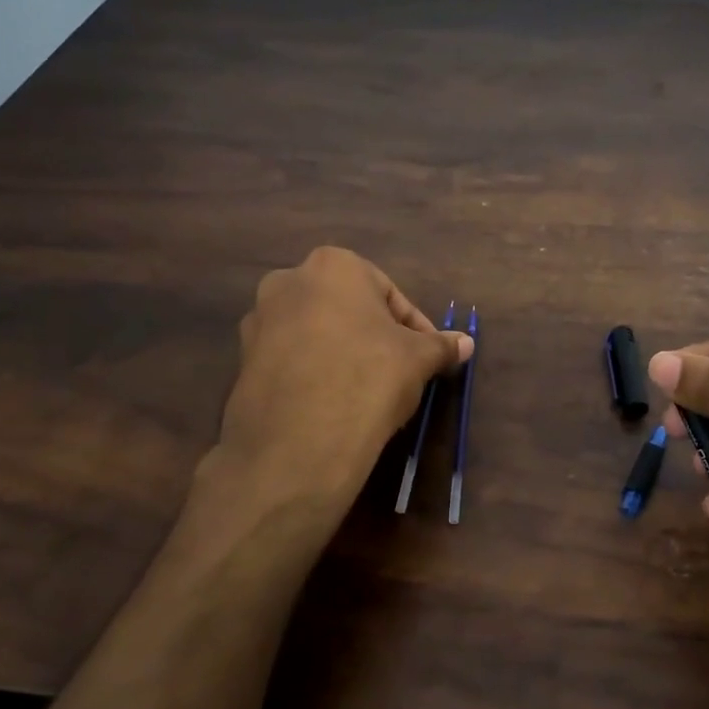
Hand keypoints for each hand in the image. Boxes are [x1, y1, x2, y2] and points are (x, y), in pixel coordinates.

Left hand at [215, 247, 470, 498]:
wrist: (298, 442)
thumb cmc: (368, 378)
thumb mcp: (418, 360)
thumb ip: (441, 346)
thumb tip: (466, 343)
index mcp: (333, 265)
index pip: (389, 294)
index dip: (415, 328)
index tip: (428, 358)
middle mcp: (287, 282)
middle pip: (349, 309)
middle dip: (375, 337)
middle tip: (400, 372)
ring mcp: (258, 322)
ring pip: (318, 334)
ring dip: (344, 354)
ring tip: (367, 392)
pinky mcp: (242, 362)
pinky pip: (292, 360)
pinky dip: (315, 373)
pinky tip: (334, 404)